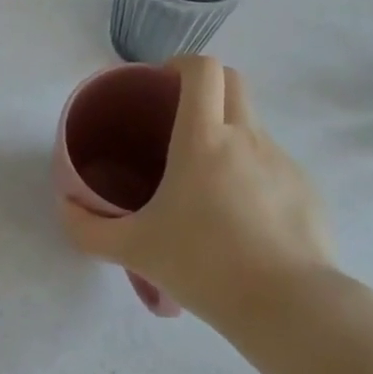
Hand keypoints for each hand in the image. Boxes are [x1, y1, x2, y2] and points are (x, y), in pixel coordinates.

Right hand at [60, 56, 333, 327]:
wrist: (290, 308)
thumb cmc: (204, 265)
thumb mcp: (134, 249)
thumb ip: (88, 228)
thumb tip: (65, 206)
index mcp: (203, 138)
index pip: (203, 69)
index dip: (183, 64)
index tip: (163, 84)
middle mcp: (246, 137)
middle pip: (233, 81)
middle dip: (207, 87)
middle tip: (181, 121)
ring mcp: (282, 162)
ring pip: (252, 126)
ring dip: (229, 135)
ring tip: (208, 185)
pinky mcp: (307, 190)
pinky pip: (274, 165)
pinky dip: (254, 174)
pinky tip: (243, 219)